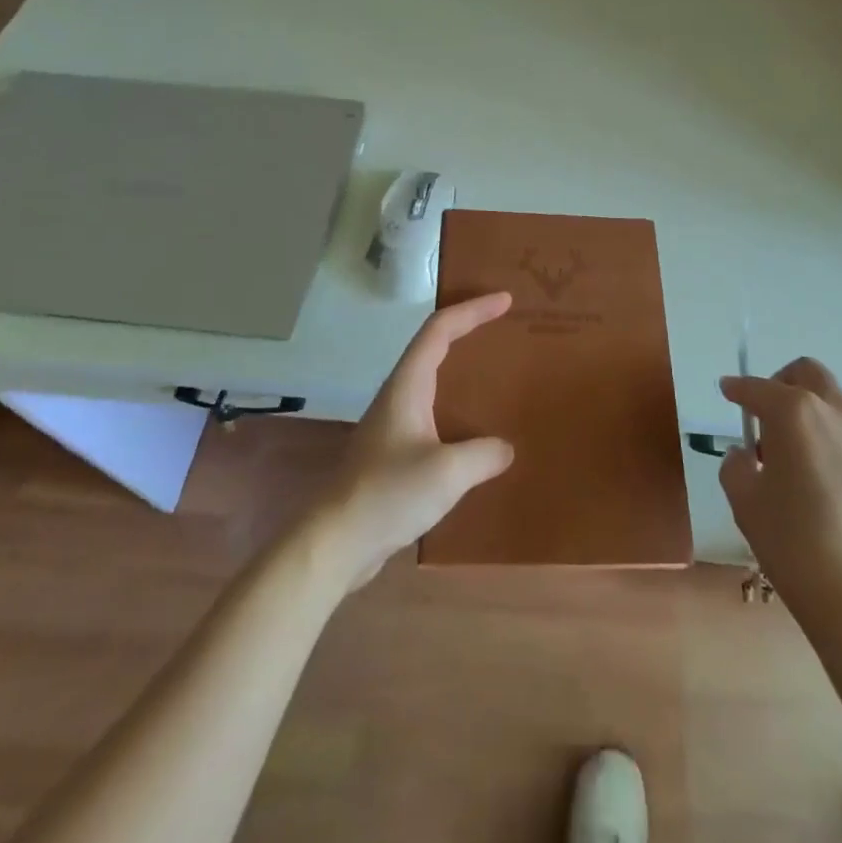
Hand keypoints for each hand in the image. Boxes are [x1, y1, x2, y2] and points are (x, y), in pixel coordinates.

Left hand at [312, 293, 515, 588]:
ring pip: (434, 379)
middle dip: (469, 328)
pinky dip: (458, 405)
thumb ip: (483, 455)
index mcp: (408, 385)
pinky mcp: (395, 451)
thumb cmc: (387, 494)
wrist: (335, 542)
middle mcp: (400, 394)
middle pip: (435, 345)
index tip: (506, 300)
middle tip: (506, 327)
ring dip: (463, 367)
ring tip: (499, 372)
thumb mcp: (446, 472)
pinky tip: (477, 431)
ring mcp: (395, 423)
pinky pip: (434, 412)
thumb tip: (505, 448)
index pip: (441, 329)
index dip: (473, 309)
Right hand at [719, 358, 841, 623]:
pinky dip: (829, 439)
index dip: (738, 389)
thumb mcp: (745, 503)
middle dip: (781, 383)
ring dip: (808, 413)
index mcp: (795, 412)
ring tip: (791, 458)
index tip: (726, 391)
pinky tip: (820, 481)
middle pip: (807, 374)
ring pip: (832, 403)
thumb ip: (736, 466)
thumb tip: (747, 455)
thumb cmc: (796, 546)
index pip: (757, 388)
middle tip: (763, 416)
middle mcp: (835, 412)